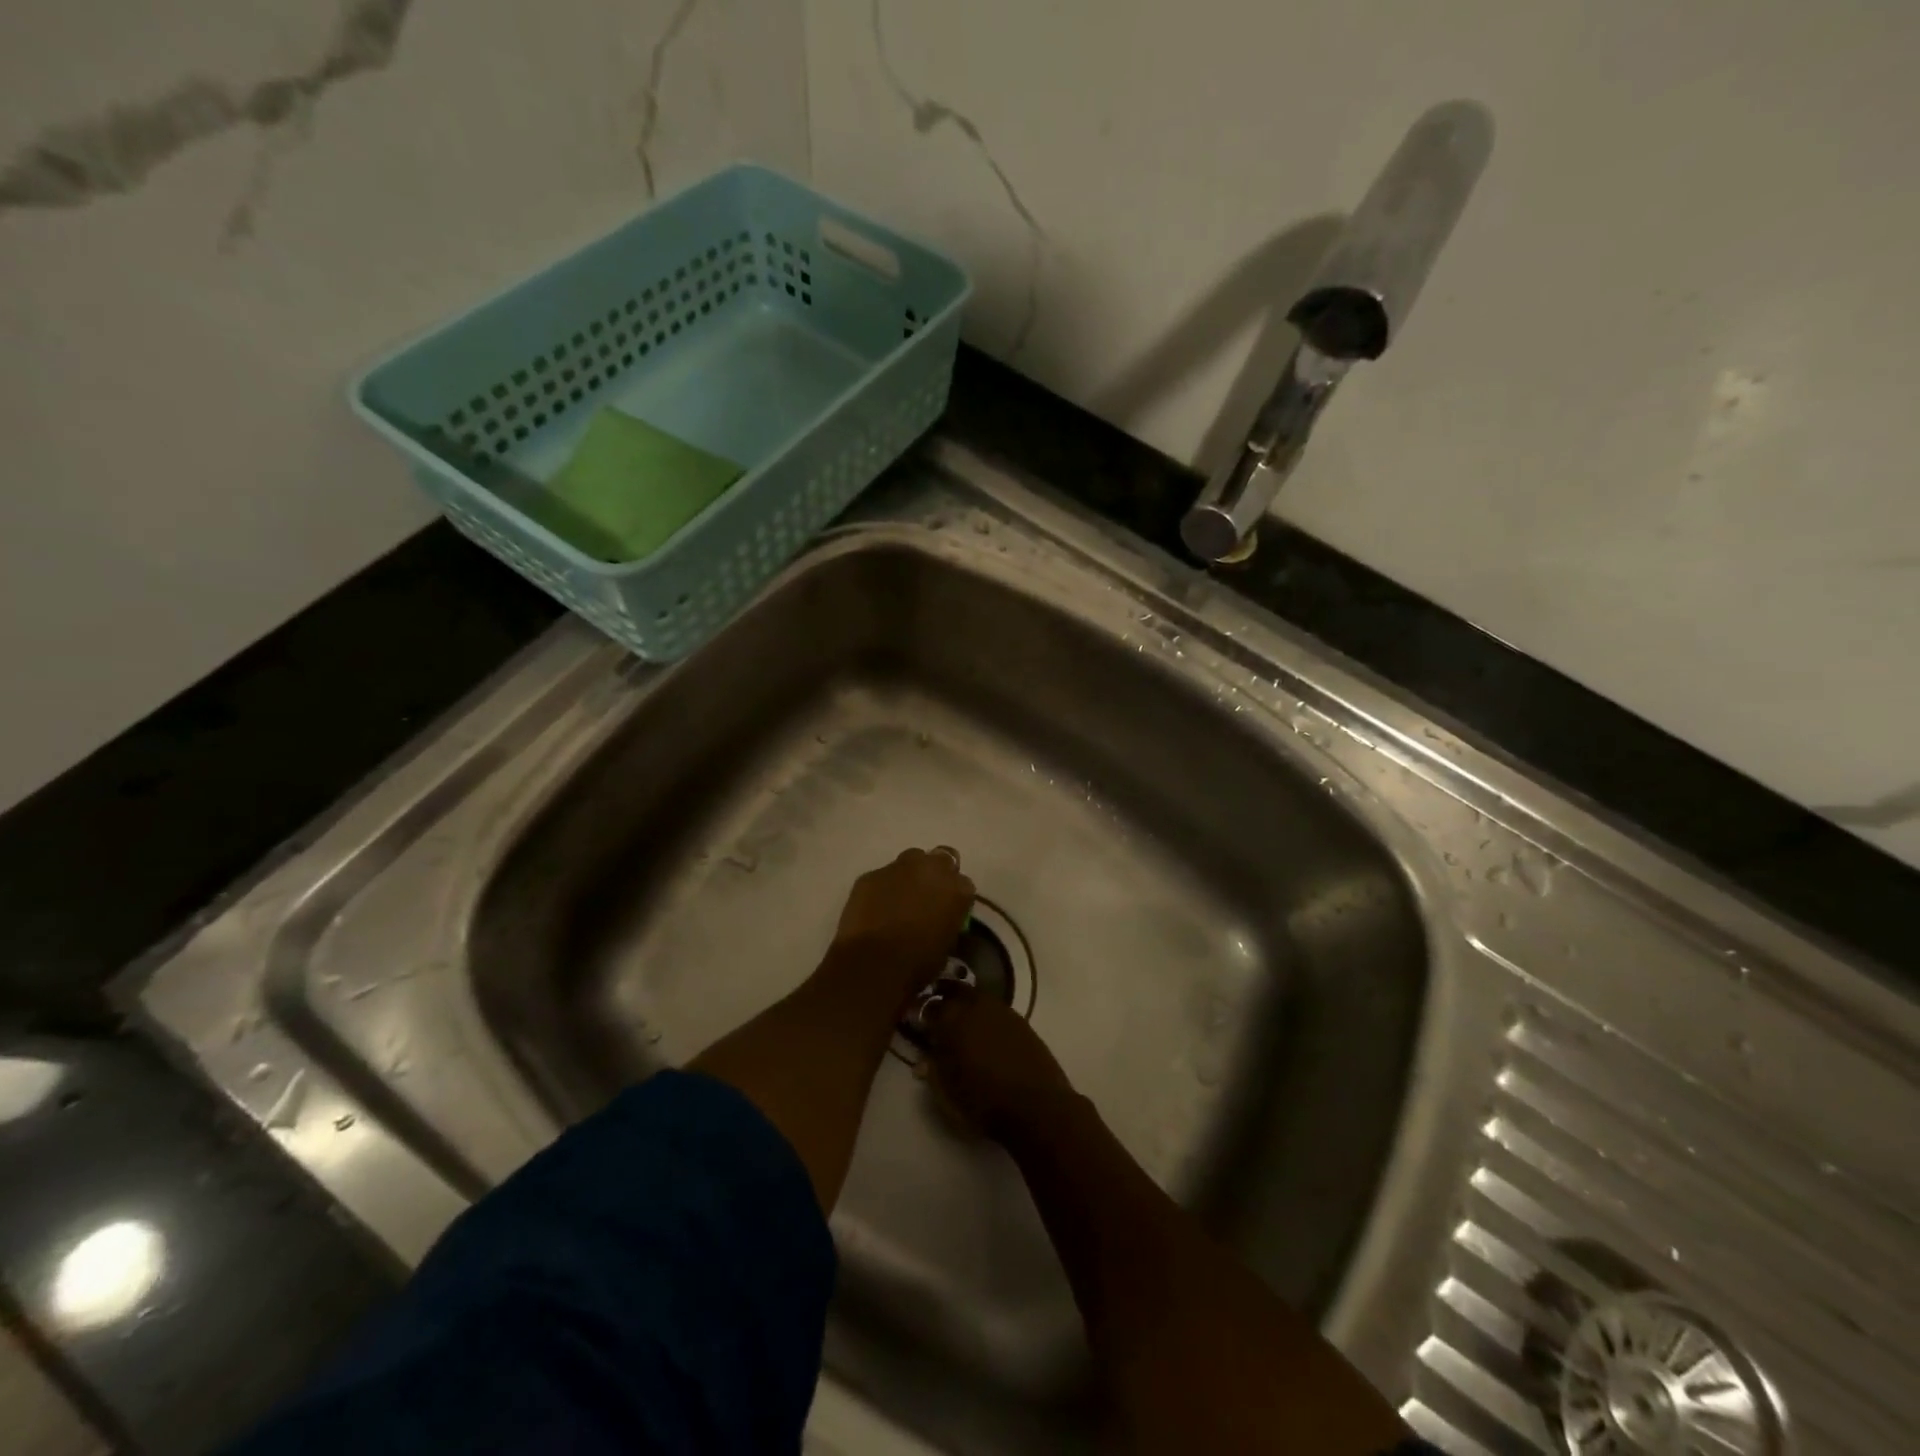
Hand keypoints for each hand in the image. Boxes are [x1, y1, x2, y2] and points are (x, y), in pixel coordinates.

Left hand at [828, 847, 975, 1001]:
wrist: (874, 963)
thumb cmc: (918, 962)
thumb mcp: (947, 944)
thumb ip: (947, 921)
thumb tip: (939, 919)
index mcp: (958, 889)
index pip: (964, 884)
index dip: (954, 897)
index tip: (947, 910)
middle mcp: (932, 868)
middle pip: (941, 859)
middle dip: (936, 874)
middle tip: (926, 896)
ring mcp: (899, 867)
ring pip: (910, 861)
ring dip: (909, 876)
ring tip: (899, 899)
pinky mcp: (871, 874)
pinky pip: (882, 877)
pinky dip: (882, 888)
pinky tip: (875, 908)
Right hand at [921, 987, 1074, 1141]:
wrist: (1037, 1107)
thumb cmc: (983, 1102)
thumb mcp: (946, 1092)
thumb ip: (932, 1069)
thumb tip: (924, 1060)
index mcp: (952, 1019)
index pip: (929, 1006)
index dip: (920, 1013)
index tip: (916, 1022)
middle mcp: (976, 1006)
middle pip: (956, 991)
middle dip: (945, 998)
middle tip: (938, 1013)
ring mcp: (1002, 1011)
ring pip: (978, 998)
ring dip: (968, 1005)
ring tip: (963, 1023)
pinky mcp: (1022, 1022)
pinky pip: (997, 1011)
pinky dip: (987, 1017)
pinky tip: (987, 1034)